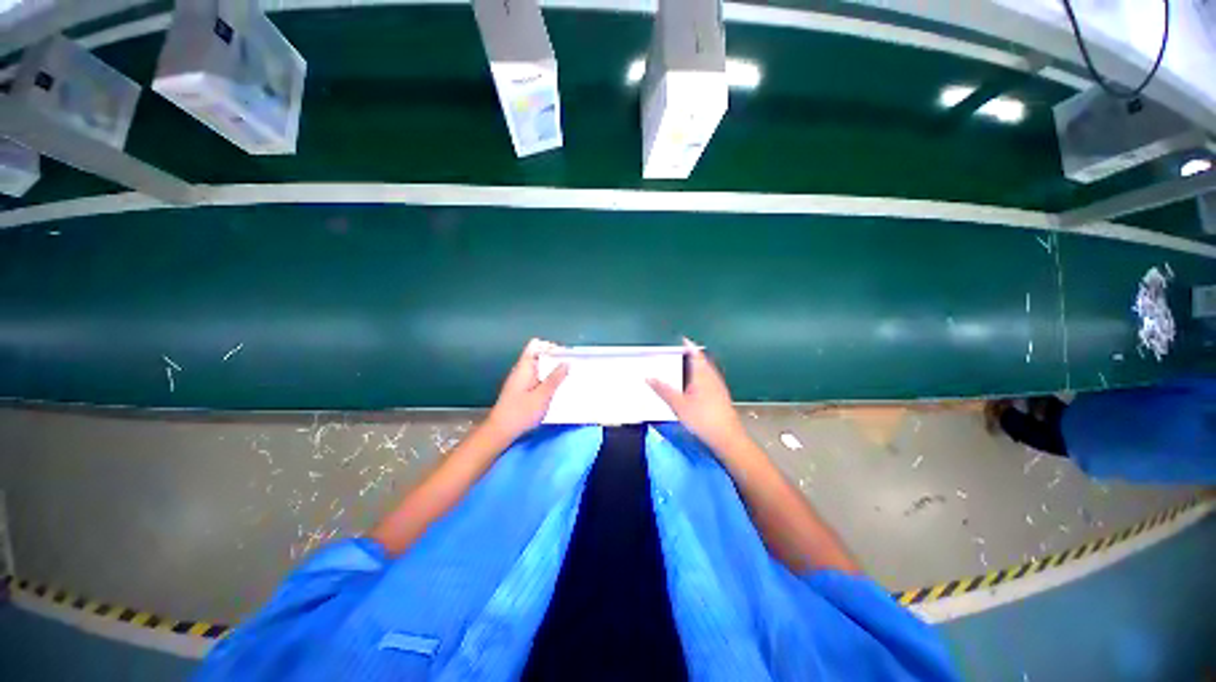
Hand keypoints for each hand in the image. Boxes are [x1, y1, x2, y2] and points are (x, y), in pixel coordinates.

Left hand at [485, 339, 568, 441]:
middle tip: (571, 366)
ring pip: (539, 368)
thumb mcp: (542, 396)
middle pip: (539, 355)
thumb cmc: (521, 412)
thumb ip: (555, 379)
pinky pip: (537, 378)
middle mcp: (522, 370)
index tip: (565, 355)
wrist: (501, 431)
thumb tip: (566, 363)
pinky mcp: (522, 390)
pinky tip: (557, 389)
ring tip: (567, 377)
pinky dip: (547, 380)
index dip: (550, 346)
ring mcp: (521, 380)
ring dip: (552, 371)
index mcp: (524, 367)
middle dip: (555, 359)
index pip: (536, 345)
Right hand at [648, 339, 747, 454]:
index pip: (695, 354)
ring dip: (698, 365)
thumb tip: (649, 377)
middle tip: (682, 352)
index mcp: (702, 374)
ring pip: (707, 370)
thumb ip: (663, 390)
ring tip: (686, 366)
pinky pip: (710, 379)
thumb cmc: (703, 419)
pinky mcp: (721, 396)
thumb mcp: (678, 405)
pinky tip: (696, 386)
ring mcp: (719, 387)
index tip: (682, 340)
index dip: (689, 346)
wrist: (727, 438)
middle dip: (693, 355)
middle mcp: (712, 377)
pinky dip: (701, 376)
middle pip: (703, 361)